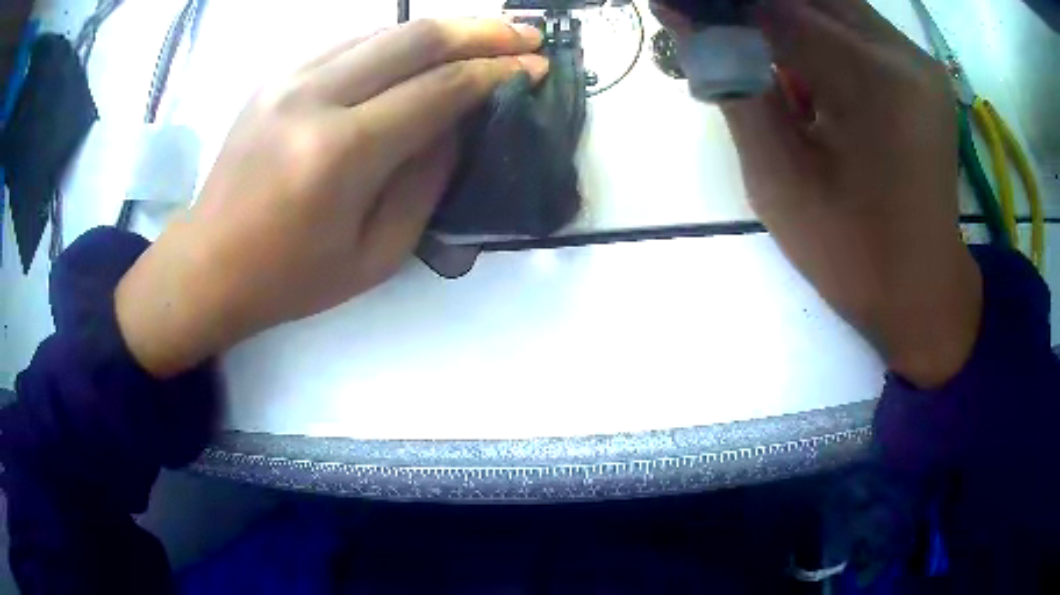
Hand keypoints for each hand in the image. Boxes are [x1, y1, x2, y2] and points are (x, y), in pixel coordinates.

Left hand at [116, 19, 548, 377]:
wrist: (208, 265)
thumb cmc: (292, 278)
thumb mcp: (377, 253)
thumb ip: (427, 179)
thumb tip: (460, 122)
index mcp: (340, 153)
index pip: (440, 88)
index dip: (498, 72)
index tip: (537, 67)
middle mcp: (313, 97)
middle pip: (416, 37)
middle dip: (482, 31)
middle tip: (526, 35)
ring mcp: (288, 79)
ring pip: (383, 31)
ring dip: (441, 31)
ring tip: (482, 39)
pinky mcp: (276, 76)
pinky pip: (350, 43)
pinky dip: (394, 43)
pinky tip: (417, 56)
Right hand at [657, 0, 981, 387]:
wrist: (923, 291)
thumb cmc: (852, 255)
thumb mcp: (778, 179)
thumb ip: (732, 84)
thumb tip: (683, 17)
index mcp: (872, 81)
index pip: (776, 7)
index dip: (719, 5)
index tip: (680, 12)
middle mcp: (903, 53)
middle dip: (754, 9)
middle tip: (724, 41)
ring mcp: (918, 59)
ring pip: (832, 3)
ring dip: (786, 18)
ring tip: (767, 65)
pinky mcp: (921, 70)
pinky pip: (856, 25)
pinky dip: (819, 33)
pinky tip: (809, 74)